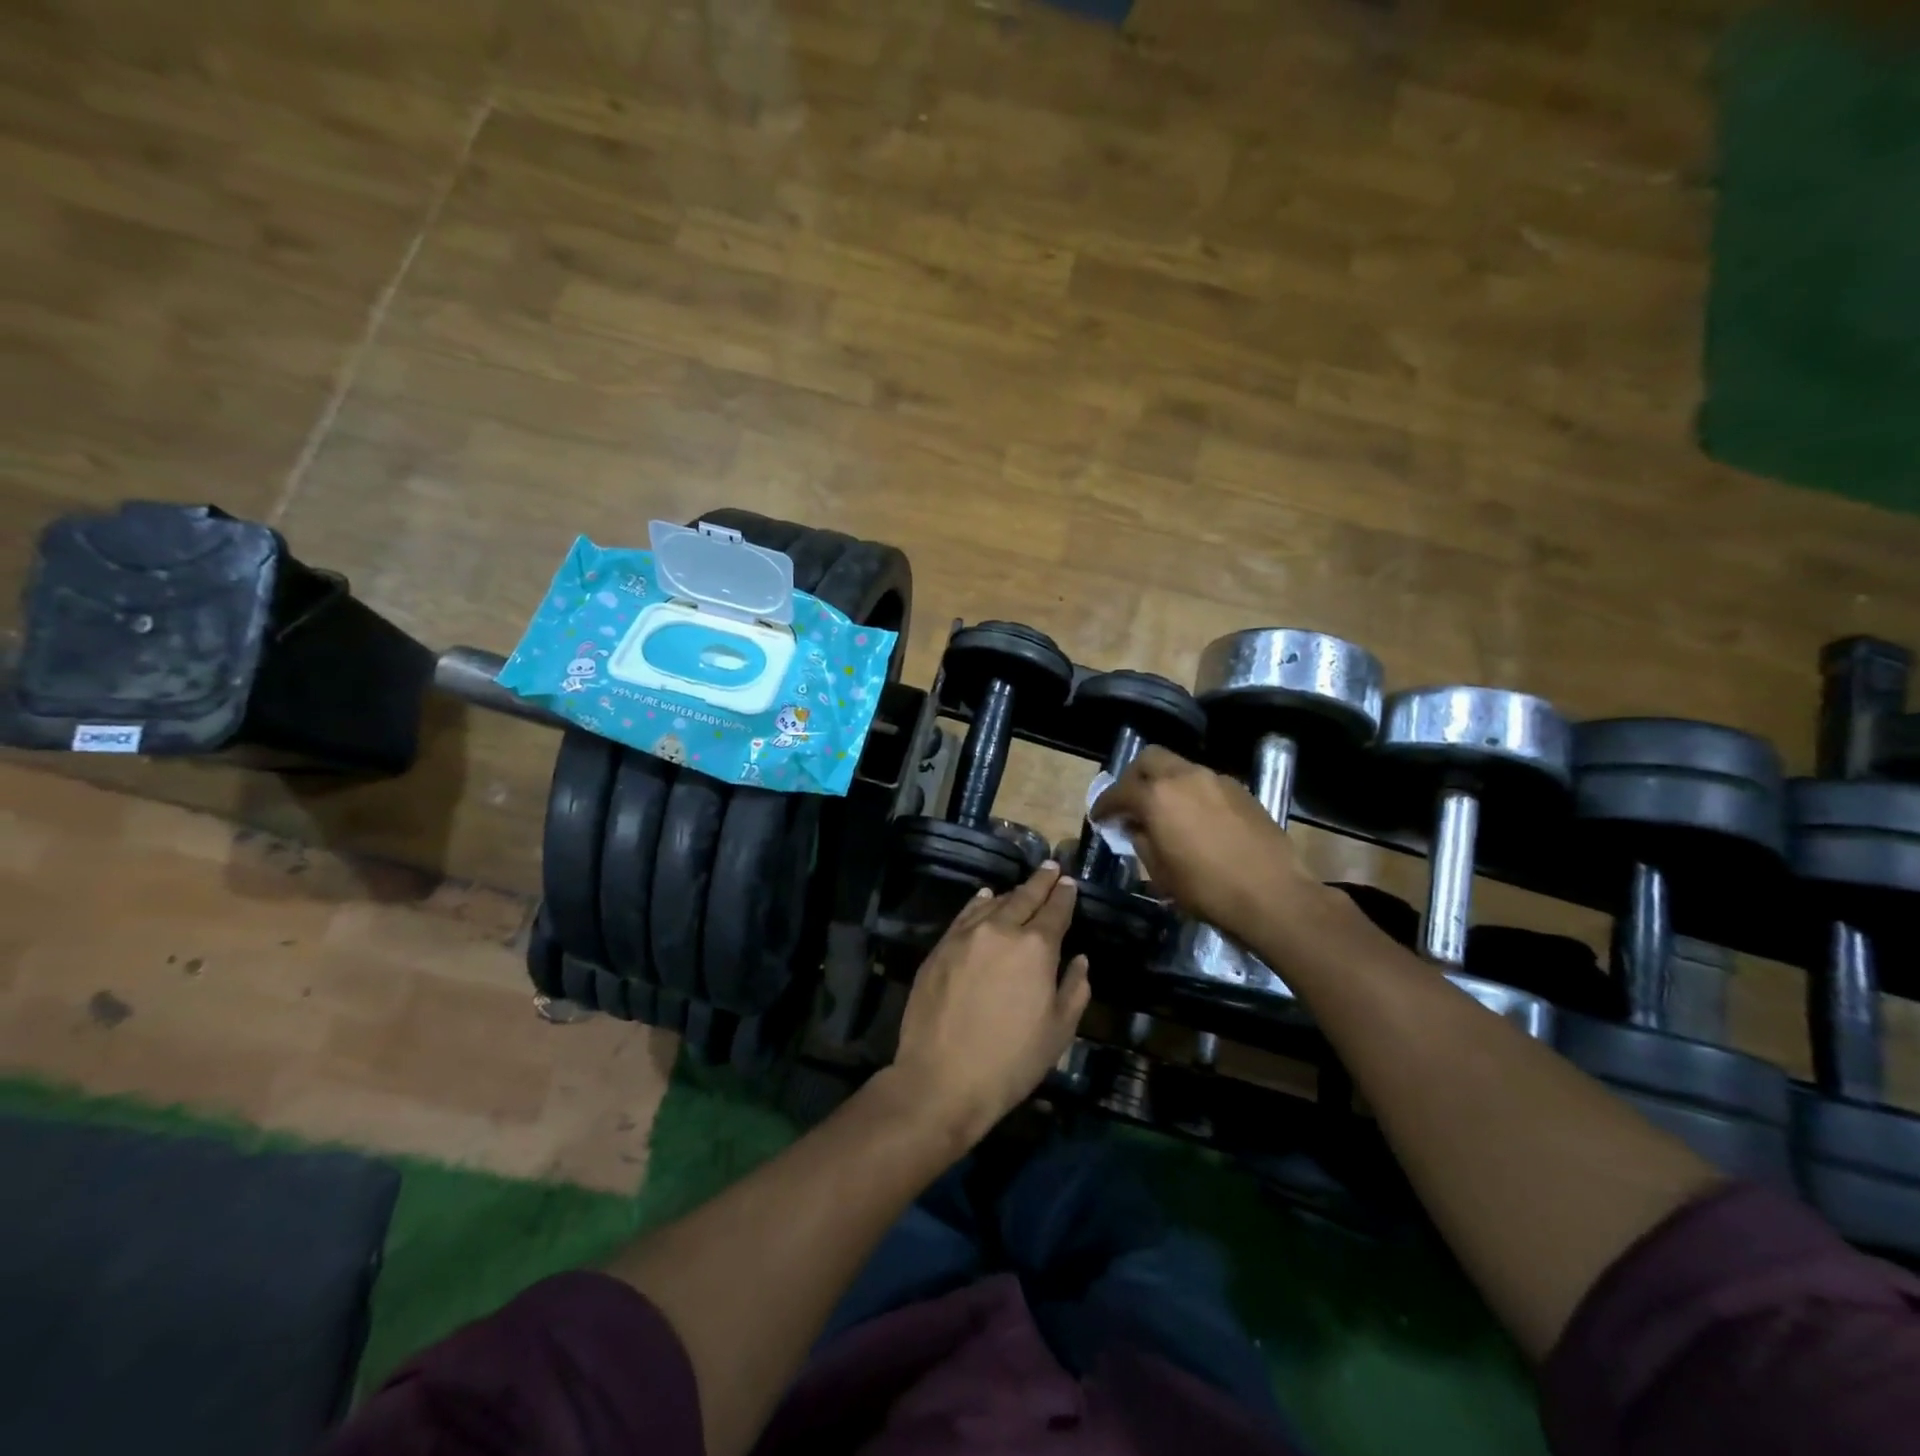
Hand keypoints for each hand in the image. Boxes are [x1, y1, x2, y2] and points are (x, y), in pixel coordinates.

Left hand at [889, 863, 1090, 1146]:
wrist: (942, 1078)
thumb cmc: (1011, 1061)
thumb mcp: (1058, 1031)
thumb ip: (1074, 989)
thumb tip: (1079, 960)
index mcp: (1036, 947)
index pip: (1055, 910)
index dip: (1064, 895)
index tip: (1070, 883)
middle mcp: (1001, 930)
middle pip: (1024, 897)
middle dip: (1041, 881)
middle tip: (1051, 868)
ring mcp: (966, 936)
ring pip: (993, 903)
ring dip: (1011, 893)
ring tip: (1022, 887)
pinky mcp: (940, 947)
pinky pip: (965, 915)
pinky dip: (979, 903)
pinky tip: (984, 898)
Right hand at [1091, 746, 1327, 939]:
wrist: (1273, 896)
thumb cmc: (1207, 890)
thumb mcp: (1161, 873)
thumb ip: (1142, 841)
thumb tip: (1137, 827)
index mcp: (1157, 796)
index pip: (1119, 792)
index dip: (1104, 805)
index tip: (1099, 818)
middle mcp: (1185, 777)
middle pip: (1150, 759)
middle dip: (1134, 777)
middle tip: (1130, 802)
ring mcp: (1217, 780)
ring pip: (1180, 768)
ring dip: (1165, 783)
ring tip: (1165, 812)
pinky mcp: (1242, 791)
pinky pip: (1205, 783)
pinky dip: (1191, 793)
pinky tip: (1196, 820)